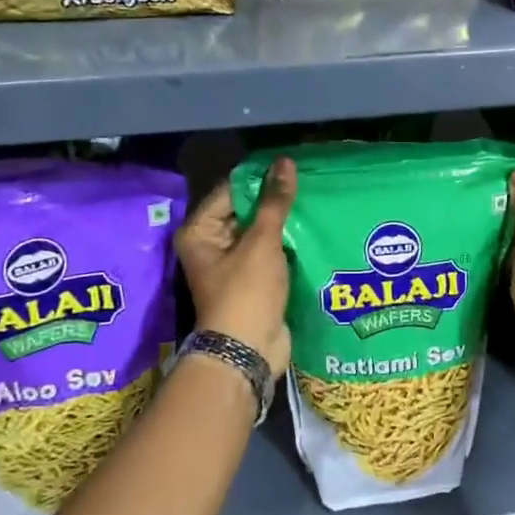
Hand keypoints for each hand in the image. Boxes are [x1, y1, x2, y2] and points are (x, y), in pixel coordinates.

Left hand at [176, 159, 296, 376]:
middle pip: (244, 210)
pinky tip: (312, 230)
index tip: (291, 167)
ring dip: (283, 222)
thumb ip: (274, 202)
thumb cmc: (246, 293)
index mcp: (200, 231)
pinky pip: (270, 252)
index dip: (259, 178)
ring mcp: (232, 264)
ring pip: (260, 232)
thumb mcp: (261, 243)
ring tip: (314, 201)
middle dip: (274, 200)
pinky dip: (287, 243)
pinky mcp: (253, 280)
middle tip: (308, 181)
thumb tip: (284, 163)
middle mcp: (211, 245)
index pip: (230, 191)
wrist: (248, 352)